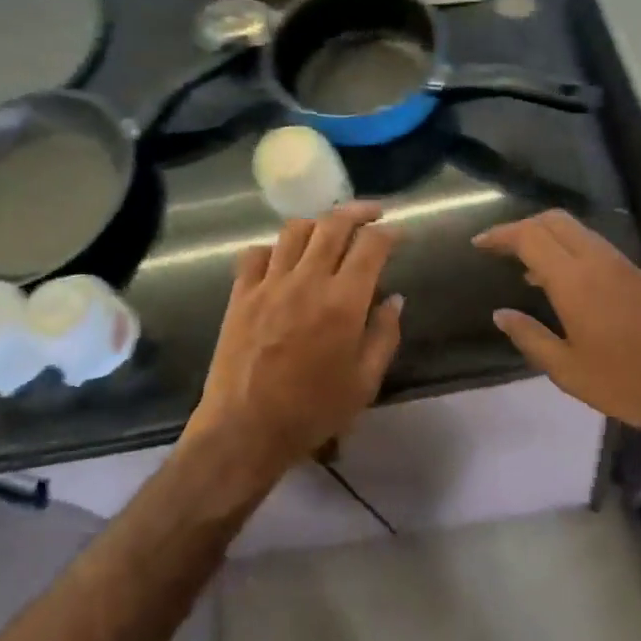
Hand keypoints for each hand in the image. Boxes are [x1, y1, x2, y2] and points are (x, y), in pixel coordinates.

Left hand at [187, 202, 402, 488]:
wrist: (244, 430)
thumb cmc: (312, 412)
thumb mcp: (364, 382)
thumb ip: (384, 335)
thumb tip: (395, 299)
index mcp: (343, 301)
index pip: (371, 246)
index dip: (390, 233)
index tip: (399, 233)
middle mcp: (307, 280)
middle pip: (333, 225)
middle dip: (358, 211)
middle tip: (373, 212)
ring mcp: (269, 284)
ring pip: (294, 230)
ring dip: (318, 223)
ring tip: (329, 230)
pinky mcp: (241, 294)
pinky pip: (256, 253)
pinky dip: (274, 248)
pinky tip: (283, 259)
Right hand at [473, 210, 640, 435]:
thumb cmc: (625, 384)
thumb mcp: (567, 370)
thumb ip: (530, 337)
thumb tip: (501, 314)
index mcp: (576, 281)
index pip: (530, 237)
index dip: (501, 235)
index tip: (480, 243)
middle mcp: (600, 262)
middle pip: (556, 221)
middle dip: (525, 226)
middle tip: (503, 248)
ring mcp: (626, 267)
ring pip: (581, 233)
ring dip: (551, 239)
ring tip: (529, 269)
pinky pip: (600, 250)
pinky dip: (575, 253)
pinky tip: (570, 286)